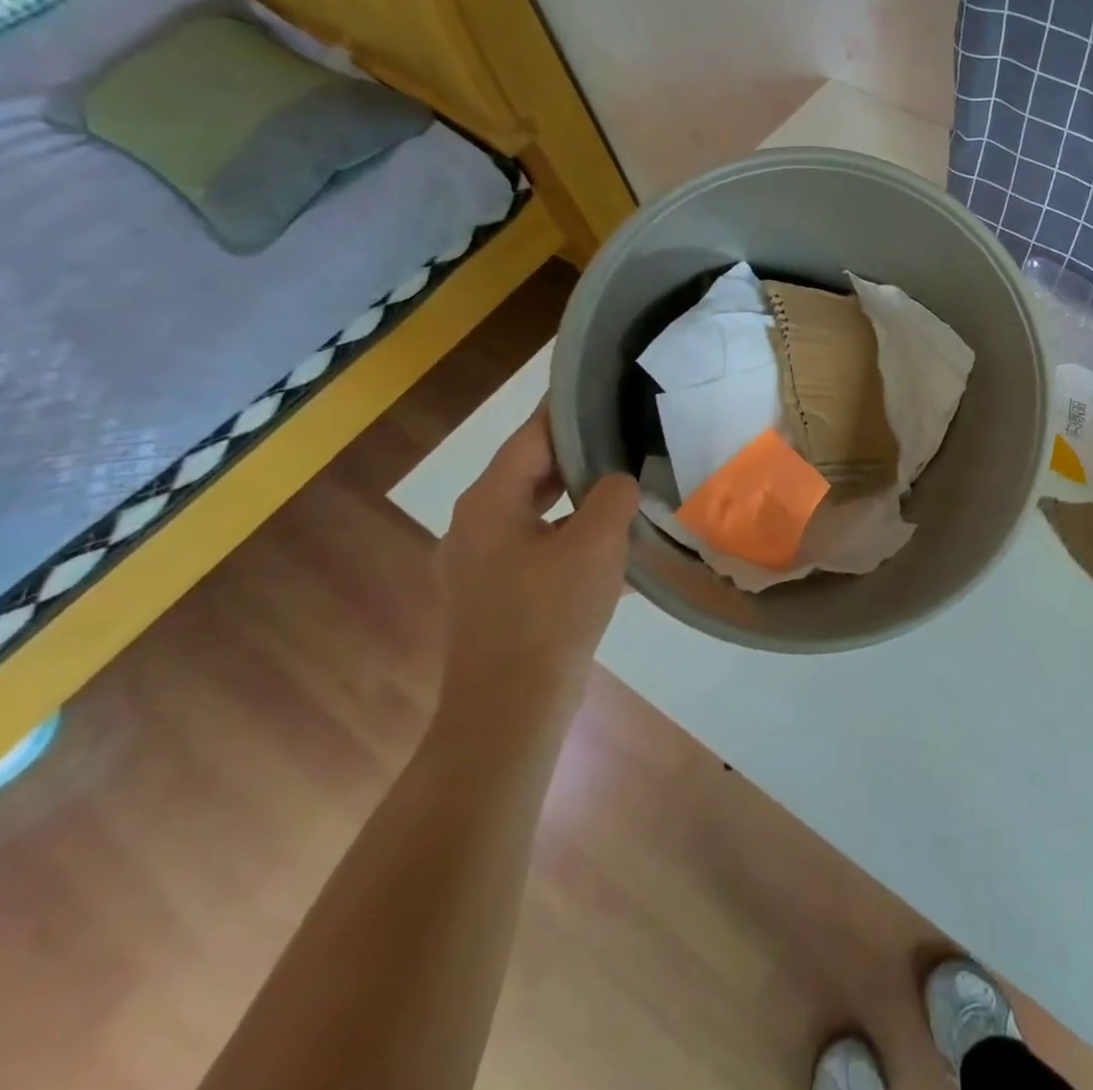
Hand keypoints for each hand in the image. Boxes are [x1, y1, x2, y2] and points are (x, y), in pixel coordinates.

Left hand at [433, 404, 640, 735]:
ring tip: (620, 486)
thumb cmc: (551, 613)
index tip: (593, 387)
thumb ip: (612, 496)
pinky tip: (606, 546)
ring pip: (533, 513)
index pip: (529, 438)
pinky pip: (535, 547)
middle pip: (528, 474)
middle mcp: (473, 526)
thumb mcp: (596, 542)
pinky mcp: (493, 596)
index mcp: (488, 504)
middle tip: (619, 434)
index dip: (563, 411)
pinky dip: (568, 536)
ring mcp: (477, 565)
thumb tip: (617, 483)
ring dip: (573, 500)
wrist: (511, 706)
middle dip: (573, 456)